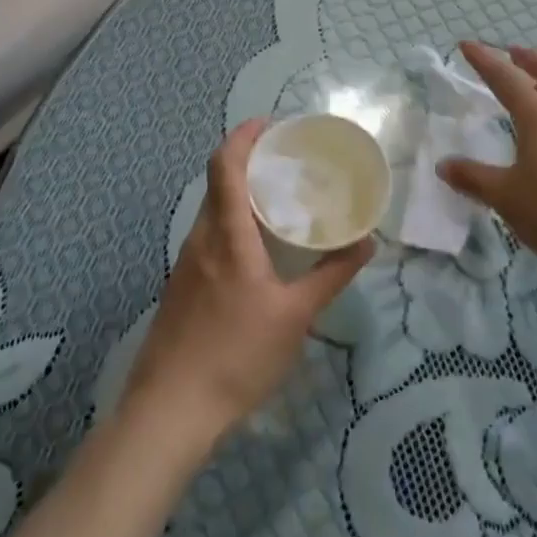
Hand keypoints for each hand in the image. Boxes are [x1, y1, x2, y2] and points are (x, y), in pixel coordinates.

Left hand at [120, 119, 373, 448]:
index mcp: (226, 235)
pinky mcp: (182, 286)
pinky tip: (257, 248)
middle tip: (289, 159)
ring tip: (279, 198)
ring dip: (240, 192)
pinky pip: (209, 235)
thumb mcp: (295, 317)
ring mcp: (187, 263)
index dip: (243, 135)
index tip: (271, 123)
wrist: (168, 413)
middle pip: (218, 181)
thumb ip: (331, 276)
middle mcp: (201, 238)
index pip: (224, 165)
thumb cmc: (235, 357)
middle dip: (249, 160)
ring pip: (213, 209)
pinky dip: (232, 221)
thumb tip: (367, 242)